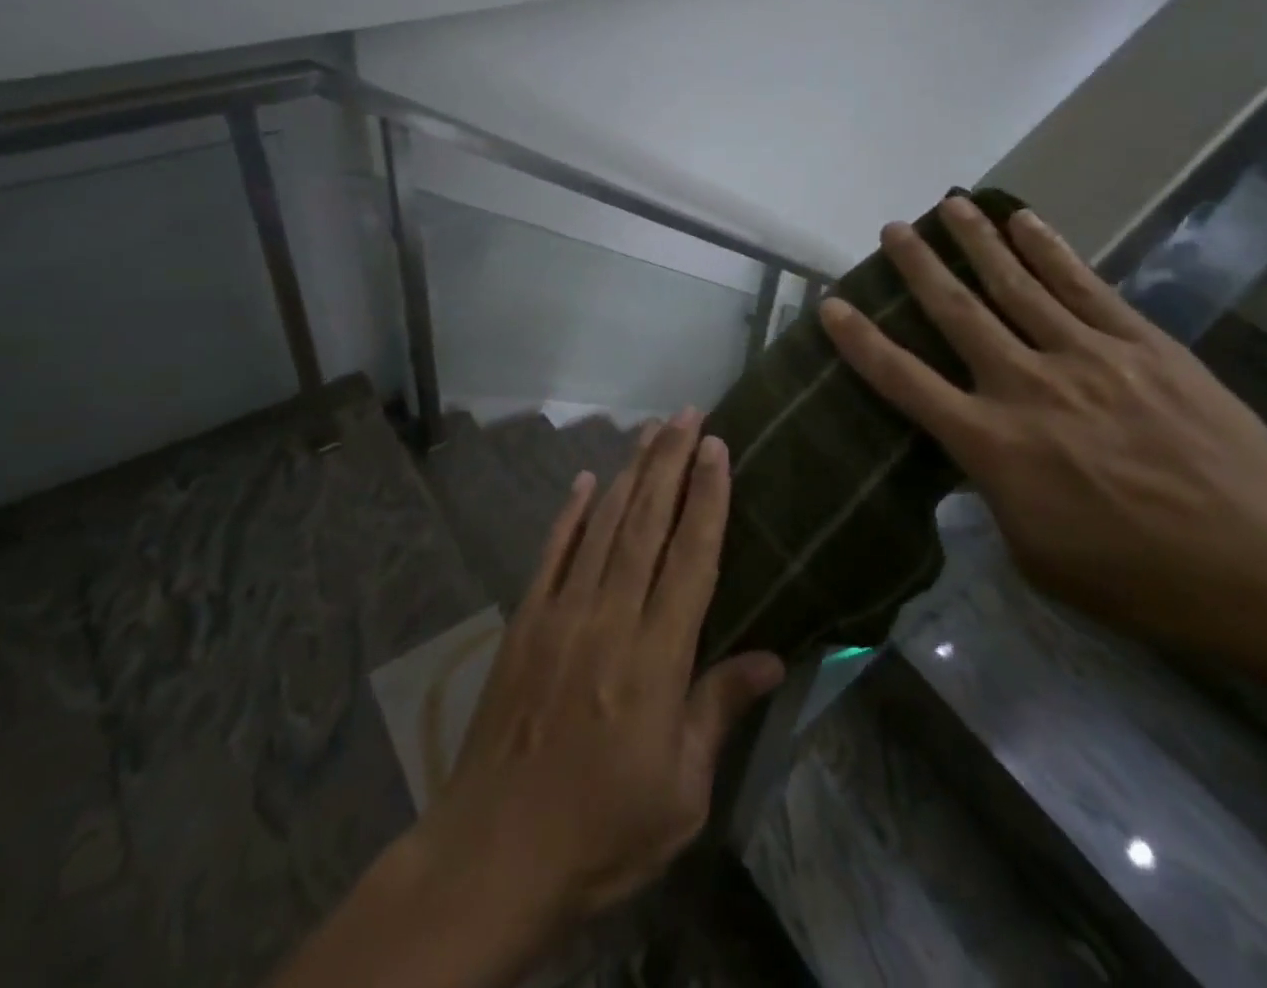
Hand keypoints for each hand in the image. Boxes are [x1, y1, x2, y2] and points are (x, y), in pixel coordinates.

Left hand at [411, 411, 783, 935]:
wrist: (494, 853)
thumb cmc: (601, 832)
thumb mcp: (681, 792)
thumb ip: (719, 710)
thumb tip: (772, 657)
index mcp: (655, 659)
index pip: (691, 558)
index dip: (707, 498)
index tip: (718, 448)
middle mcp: (608, 618)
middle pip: (645, 523)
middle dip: (670, 462)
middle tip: (686, 414)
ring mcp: (560, 613)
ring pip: (601, 525)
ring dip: (628, 473)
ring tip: (649, 432)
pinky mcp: (524, 620)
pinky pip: (551, 552)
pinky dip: (569, 512)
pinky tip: (584, 480)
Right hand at [818, 195, 1266, 658]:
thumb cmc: (1139, 578)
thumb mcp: (1034, 555)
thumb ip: (994, 493)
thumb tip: (981, 458)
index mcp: (991, 444)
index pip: (904, 380)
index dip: (861, 341)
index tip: (832, 304)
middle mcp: (1026, 385)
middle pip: (957, 311)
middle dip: (918, 267)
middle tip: (892, 229)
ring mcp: (1086, 356)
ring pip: (1016, 284)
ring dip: (977, 241)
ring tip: (949, 205)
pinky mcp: (1141, 344)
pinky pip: (1082, 285)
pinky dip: (1049, 249)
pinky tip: (1025, 221)